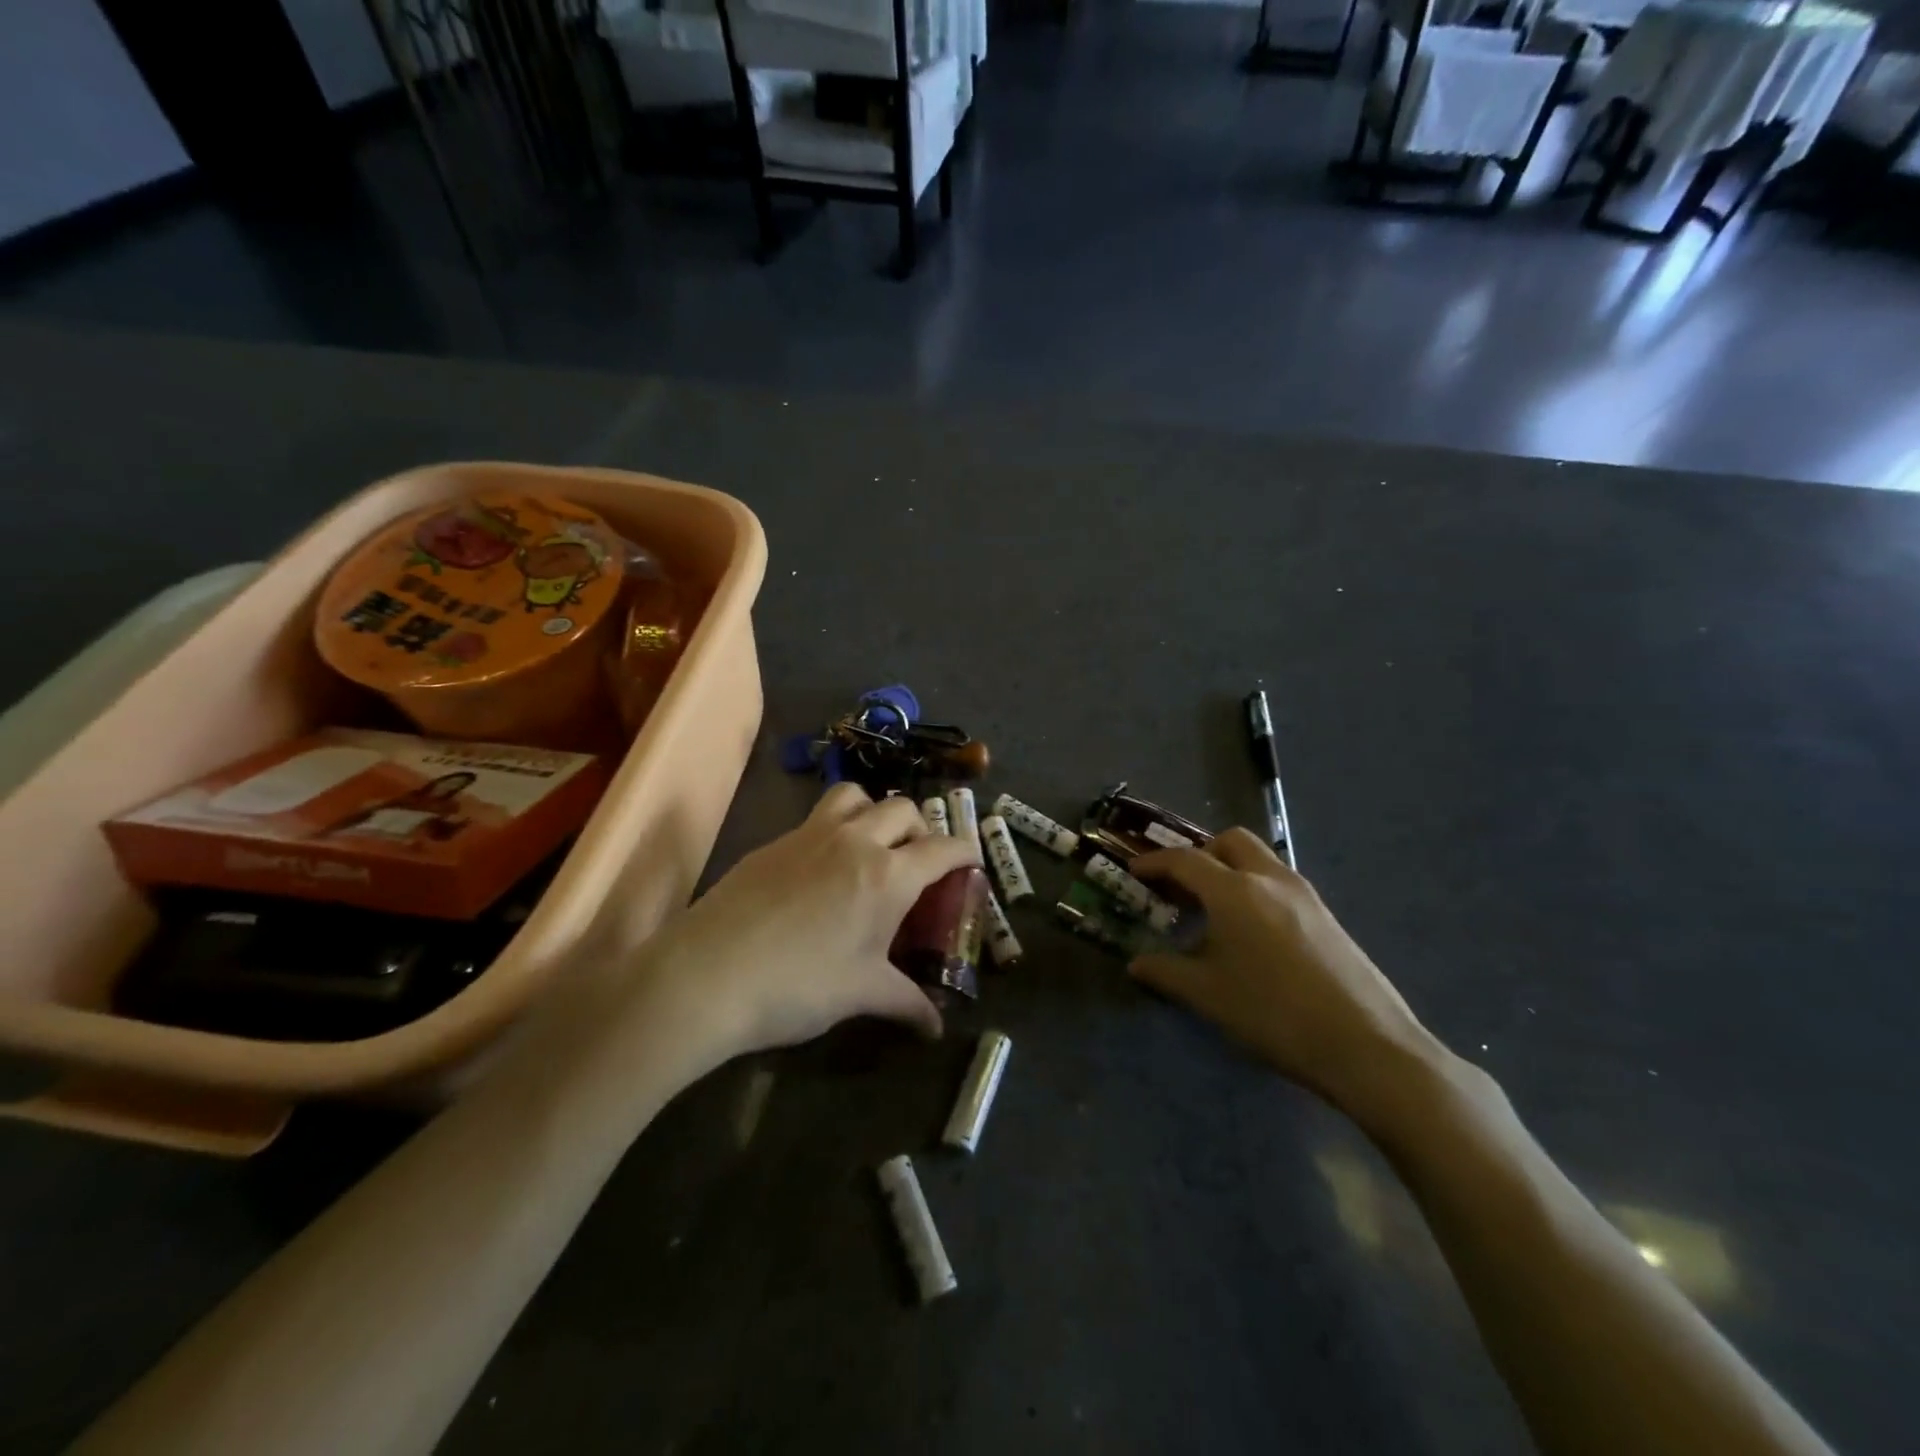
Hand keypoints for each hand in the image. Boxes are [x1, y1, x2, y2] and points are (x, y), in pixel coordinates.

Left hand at [642, 783, 977, 1062]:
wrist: (708, 974)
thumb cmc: (799, 986)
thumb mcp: (860, 993)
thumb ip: (905, 1002)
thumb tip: (936, 1027)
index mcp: (887, 875)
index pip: (942, 848)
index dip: (965, 851)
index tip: (971, 863)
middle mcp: (854, 841)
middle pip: (902, 809)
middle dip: (920, 829)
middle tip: (917, 862)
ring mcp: (810, 835)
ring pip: (855, 796)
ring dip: (873, 812)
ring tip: (870, 846)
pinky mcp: (774, 842)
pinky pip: (815, 818)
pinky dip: (833, 829)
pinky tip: (820, 870)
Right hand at [1129, 829, 1440, 1122]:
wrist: (1366, 1044)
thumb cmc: (1273, 1013)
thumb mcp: (1208, 995)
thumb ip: (1167, 972)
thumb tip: (1137, 963)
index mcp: (1233, 891)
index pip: (1185, 861)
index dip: (1155, 863)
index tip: (1134, 871)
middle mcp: (1269, 879)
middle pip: (1229, 841)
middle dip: (1200, 853)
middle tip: (1181, 886)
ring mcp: (1303, 894)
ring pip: (1260, 859)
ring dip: (1231, 868)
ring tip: (1214, 909)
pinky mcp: (1326, 915)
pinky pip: (1279, 882)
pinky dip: (1255, 888)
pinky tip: (1251, 932)